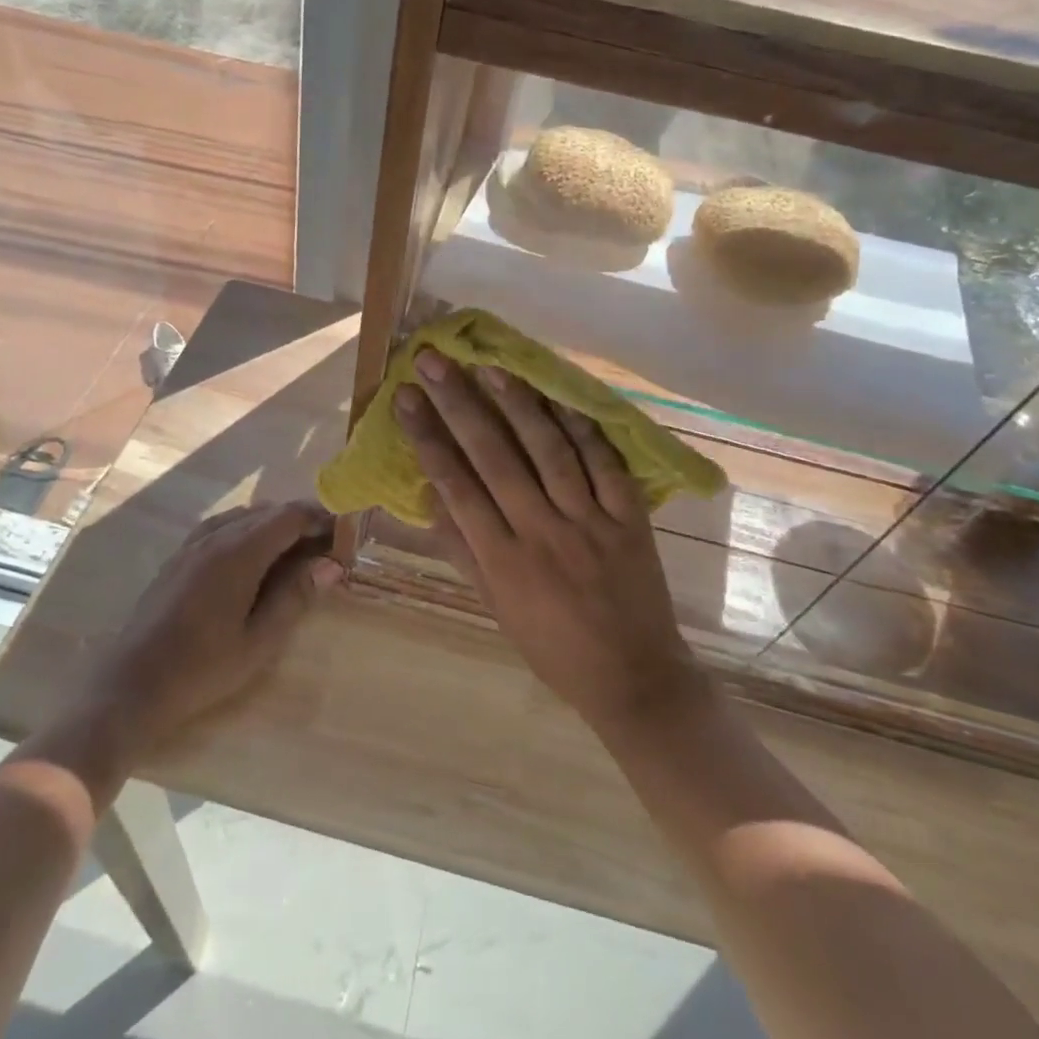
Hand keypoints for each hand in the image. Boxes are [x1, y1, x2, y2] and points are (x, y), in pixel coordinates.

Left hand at [54, 502, 342, 779]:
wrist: (130, 687)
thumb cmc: (201, 670)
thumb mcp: (258, 641)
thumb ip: (295, 597)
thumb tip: (331, 565)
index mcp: (238, 553)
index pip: (289, 516)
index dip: (320, 518)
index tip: (343, 534)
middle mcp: (215, 537)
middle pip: (268, 511)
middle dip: (301, 520)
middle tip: (326, 546)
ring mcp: (192, 544)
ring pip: (244, 516)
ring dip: (274, 524)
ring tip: (296, 549)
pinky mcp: (178, 557)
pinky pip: (221, 526)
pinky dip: (247, 529)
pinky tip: (254, 554)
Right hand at [393, 352, 705, 734]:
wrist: (633, 677)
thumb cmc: (552, 647)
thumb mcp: (495, 607)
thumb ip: (462, 549)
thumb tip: (429, 493)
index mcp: (503, 561)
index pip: (456, 486)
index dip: (428, 438)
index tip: (406, 397)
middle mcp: (541, 534)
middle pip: (494, 458)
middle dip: (460, 405)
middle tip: (434, 361)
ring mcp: (590, 523)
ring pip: (549, 452)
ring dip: (518, 405)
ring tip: (490, 366)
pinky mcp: (630, 520)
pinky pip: (606, 465)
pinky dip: (583, 429)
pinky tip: (560, 397)